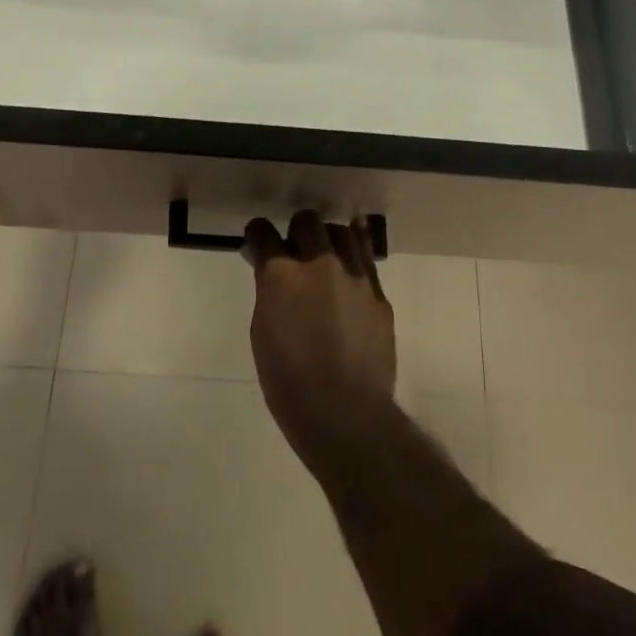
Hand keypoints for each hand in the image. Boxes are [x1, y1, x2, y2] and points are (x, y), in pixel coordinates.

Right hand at [243, 211, 396, 470]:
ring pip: (342, 232)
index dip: (258, 234)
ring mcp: (354, 276)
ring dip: (328, 238)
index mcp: (282, 275)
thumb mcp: (263, 333)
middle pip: (307, 221)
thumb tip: (273, 276)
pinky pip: (366, 259)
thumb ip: (269, 293)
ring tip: (325, 253)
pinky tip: (350, 263)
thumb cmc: (289, 382)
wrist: (345, 414)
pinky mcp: (378, 293)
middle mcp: (320, 263)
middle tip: (293, 250)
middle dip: (295, 230)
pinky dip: (355, 255)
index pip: (264, 233)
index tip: (257, 241)